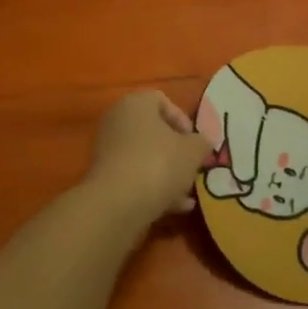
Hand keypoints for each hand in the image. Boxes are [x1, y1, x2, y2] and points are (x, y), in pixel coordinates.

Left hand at [83, 91, 213, 228]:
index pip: (162, 101)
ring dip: (167, 172)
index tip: (196, 143)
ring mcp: (108, 149)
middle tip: (192, 167)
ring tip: (187, 193)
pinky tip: (175, 207)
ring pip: (145, 156)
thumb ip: (202, 143)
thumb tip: (202, 143)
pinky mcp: (105, 177)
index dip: (183, 120)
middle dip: (176, 150)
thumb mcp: (193, 151)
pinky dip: (153, 187)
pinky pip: (135, 176)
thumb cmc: (159, 164)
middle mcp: (117, 120)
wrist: (117, 204)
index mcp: (136, 103)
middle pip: (153, 131)